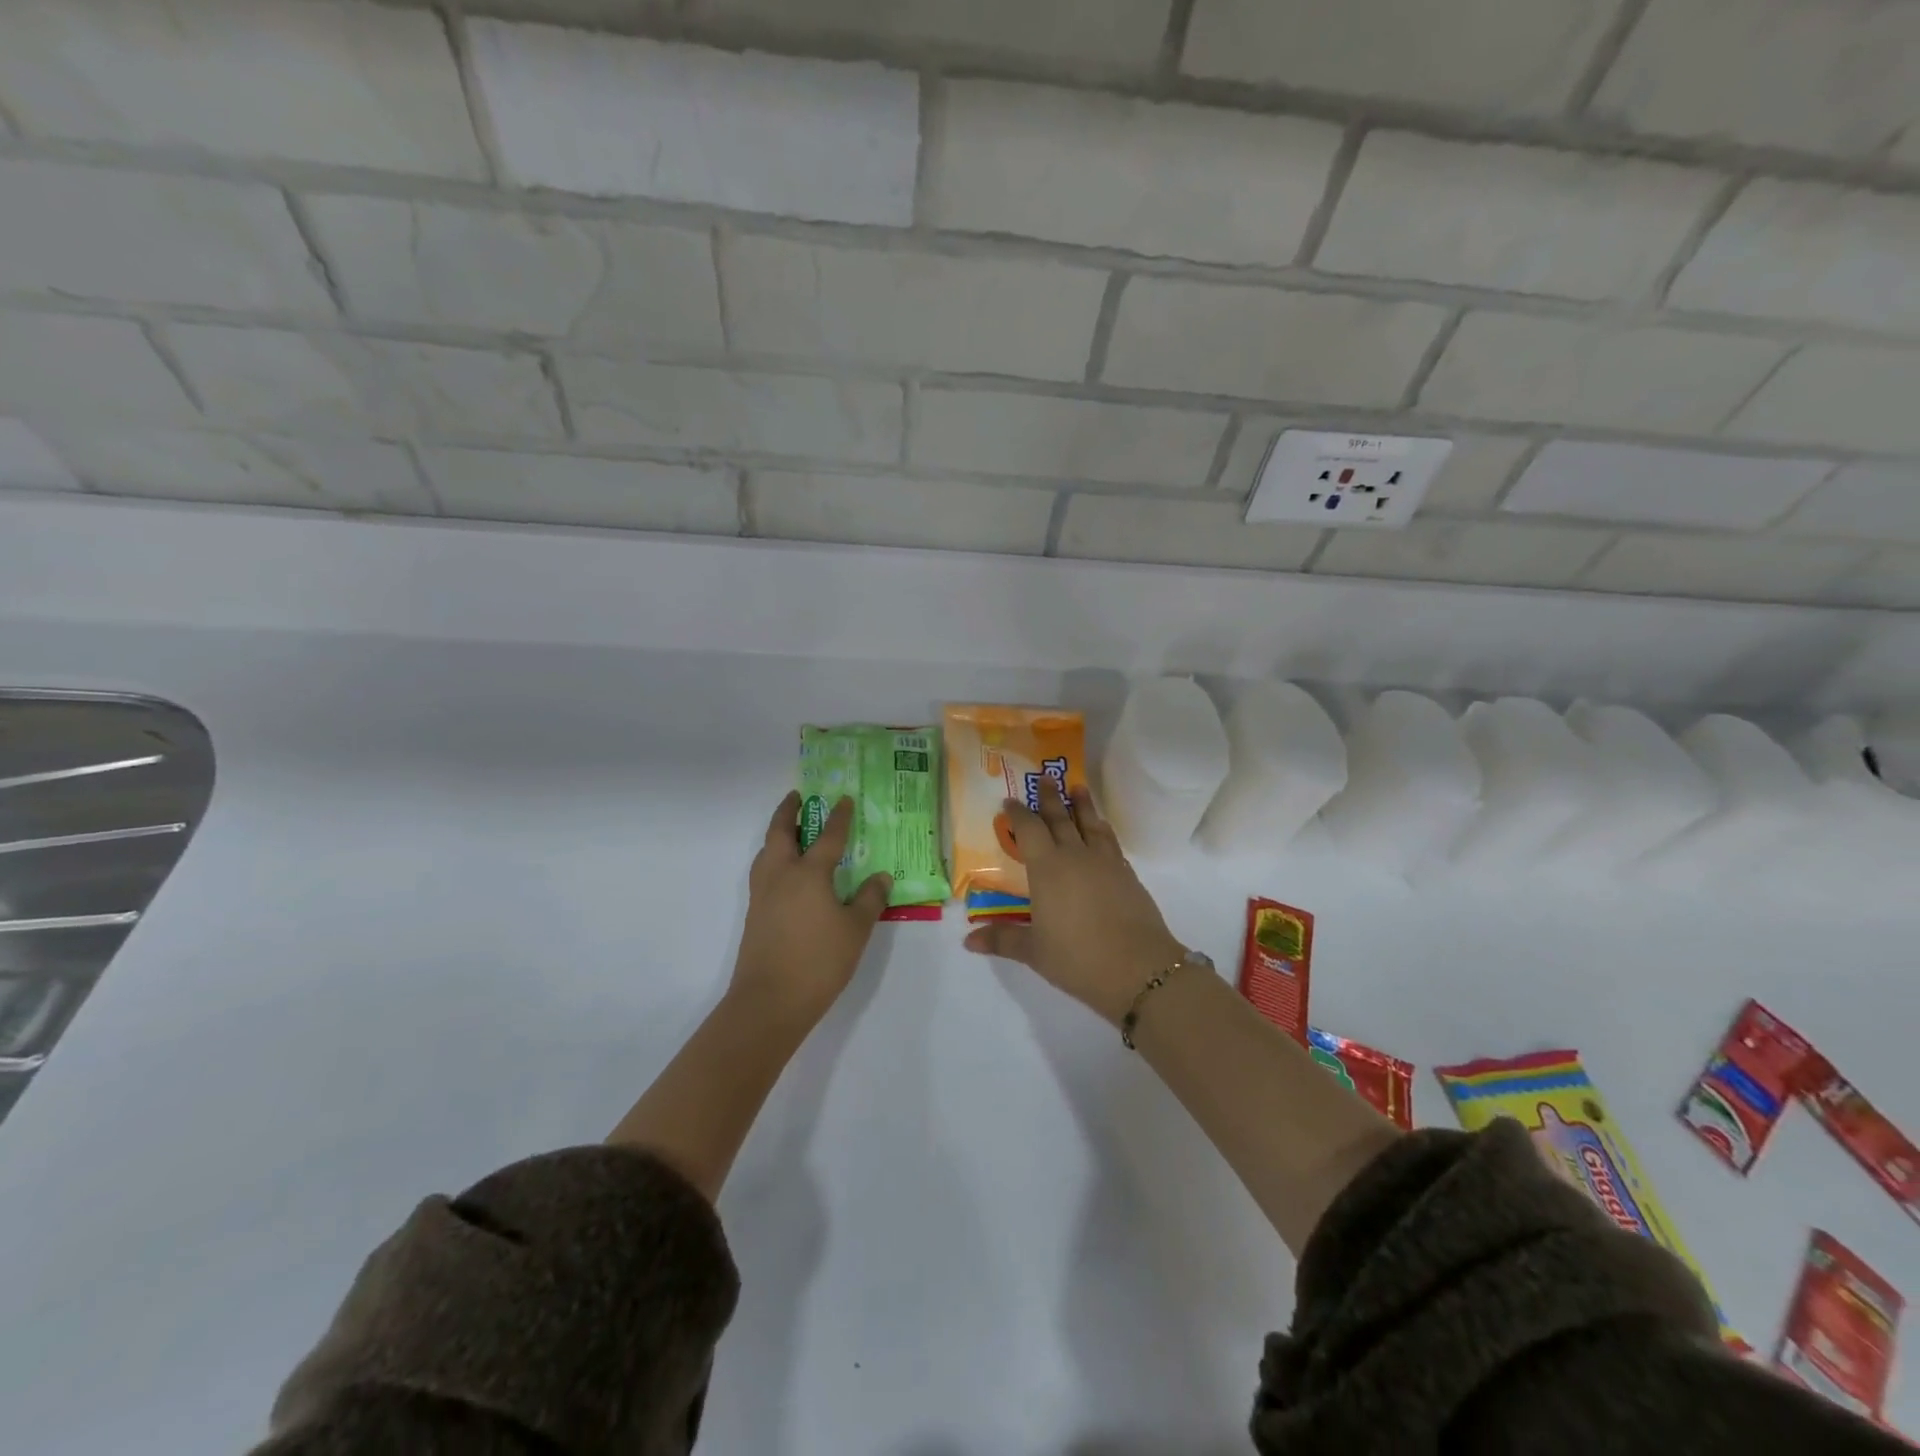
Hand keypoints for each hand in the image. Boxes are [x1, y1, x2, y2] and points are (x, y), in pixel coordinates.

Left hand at [731, 792, 890, 1025]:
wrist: (770, 1001)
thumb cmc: (819, 961)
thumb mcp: (856, 929)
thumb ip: (869, 899)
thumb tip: (881, 876)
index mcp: (809, 873)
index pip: (827, 837)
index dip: (838, 817)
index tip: (844, 800)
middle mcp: (781, 876)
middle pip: (780, 833)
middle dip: (789, 812)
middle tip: (798, 797)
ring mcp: (763, 895)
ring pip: (766, 852)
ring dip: (776, 834)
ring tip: (789, 831)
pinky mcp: (755, 914)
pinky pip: (763, 872)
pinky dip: (772, 859)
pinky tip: (785, 873)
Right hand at [963, 777, 1184, 1024]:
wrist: (1139, 969)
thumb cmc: (1078, 958)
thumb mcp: (1035, 952)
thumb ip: (1003, 940)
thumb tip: (968, 940)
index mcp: (1048, 868)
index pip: (1029, 830)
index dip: (1018, 813)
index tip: (1010, 799)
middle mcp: (1076, 856)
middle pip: (1061, 818)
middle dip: (1051, 797)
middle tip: (1045, 776)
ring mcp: (1106, 863)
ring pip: (1091, 824)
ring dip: (1083, 805)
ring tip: (1078, 788)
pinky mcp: (1128, 875)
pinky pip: (1111, 842)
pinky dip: (1102, 830)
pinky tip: (1102, 831)